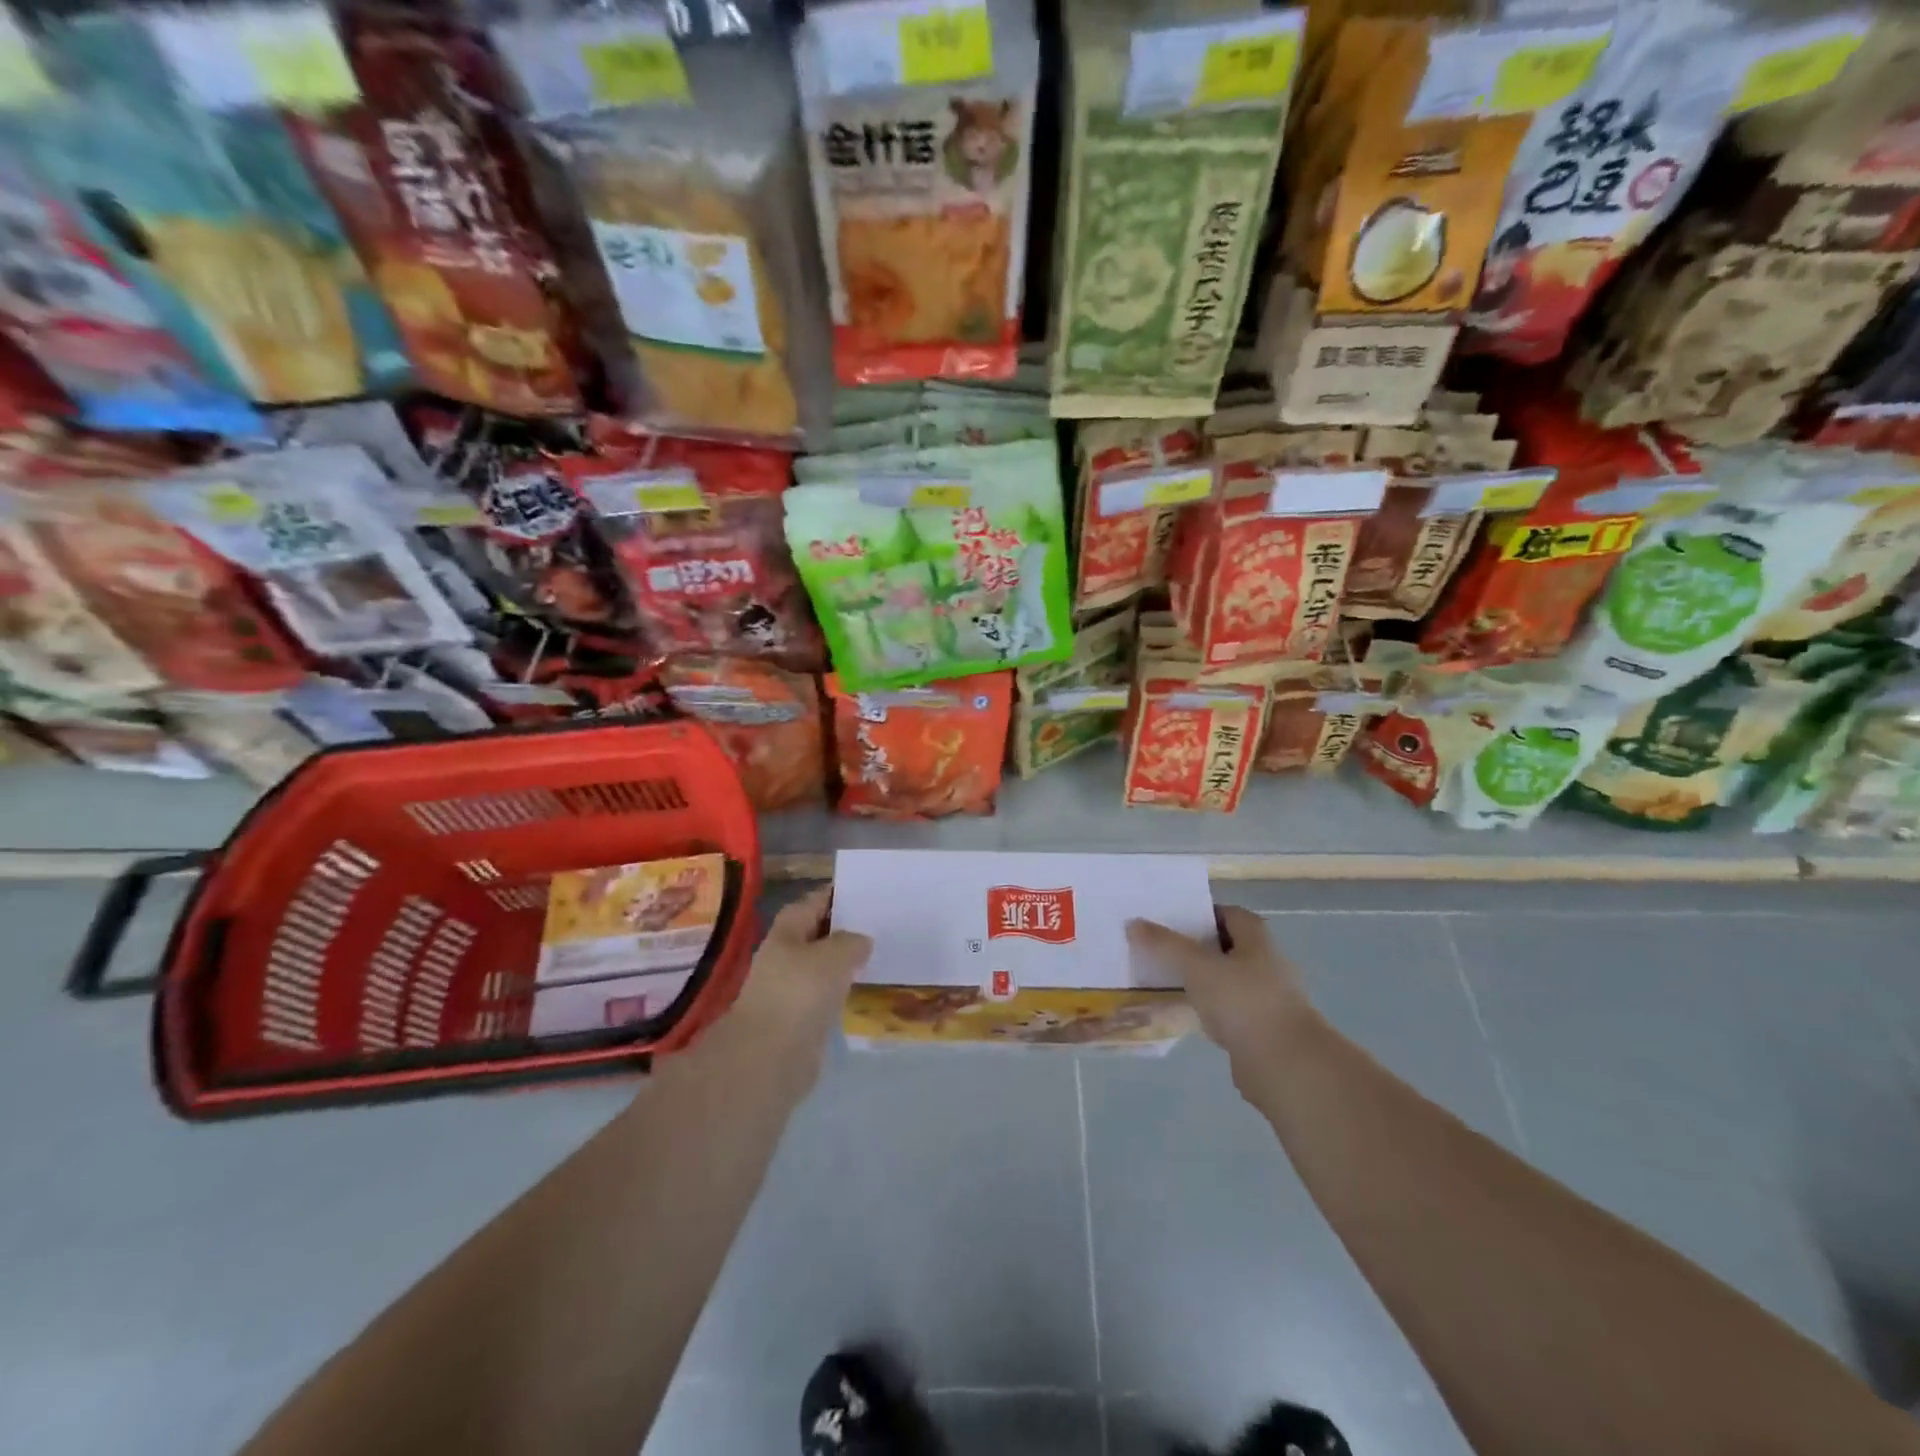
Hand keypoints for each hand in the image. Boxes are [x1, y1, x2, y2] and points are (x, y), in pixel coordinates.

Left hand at [712, 887, 871, 1092]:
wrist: (770, 1058)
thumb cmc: (799, 994)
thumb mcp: (835, 955)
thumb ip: (852, 941)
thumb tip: (861, 941)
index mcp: (787, 931)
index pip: (814, 901)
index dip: (837, 894)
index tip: (867, 892)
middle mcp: (785, 955)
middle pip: (818, 933)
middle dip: (845, 928)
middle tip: (881, 923)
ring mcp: (791, 988)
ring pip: (824, 965)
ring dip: (846, 961)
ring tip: (880, 953)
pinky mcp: (801, 1018)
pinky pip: (827, 994)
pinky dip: (844, 989)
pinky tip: (867, 988)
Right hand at [1126, 905, 1316, 1079]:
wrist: (1287, 1067)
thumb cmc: (1244, 1003)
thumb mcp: (1198, 967)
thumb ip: (1165, 945)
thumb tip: (1133, 923)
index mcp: (1257, 939)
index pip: (1227, 913)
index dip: (1200, 913)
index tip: (1168, 920)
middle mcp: (1266, 963)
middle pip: (1225, 946)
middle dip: (1194, 946)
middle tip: (1158, 948)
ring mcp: (1265, 999)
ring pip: (1224, 980)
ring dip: (1199, 979)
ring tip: (1163, 979)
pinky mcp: (1260, 1030)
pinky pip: (1226, 1010)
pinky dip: (1206, 1009)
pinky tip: (1183, 1013)